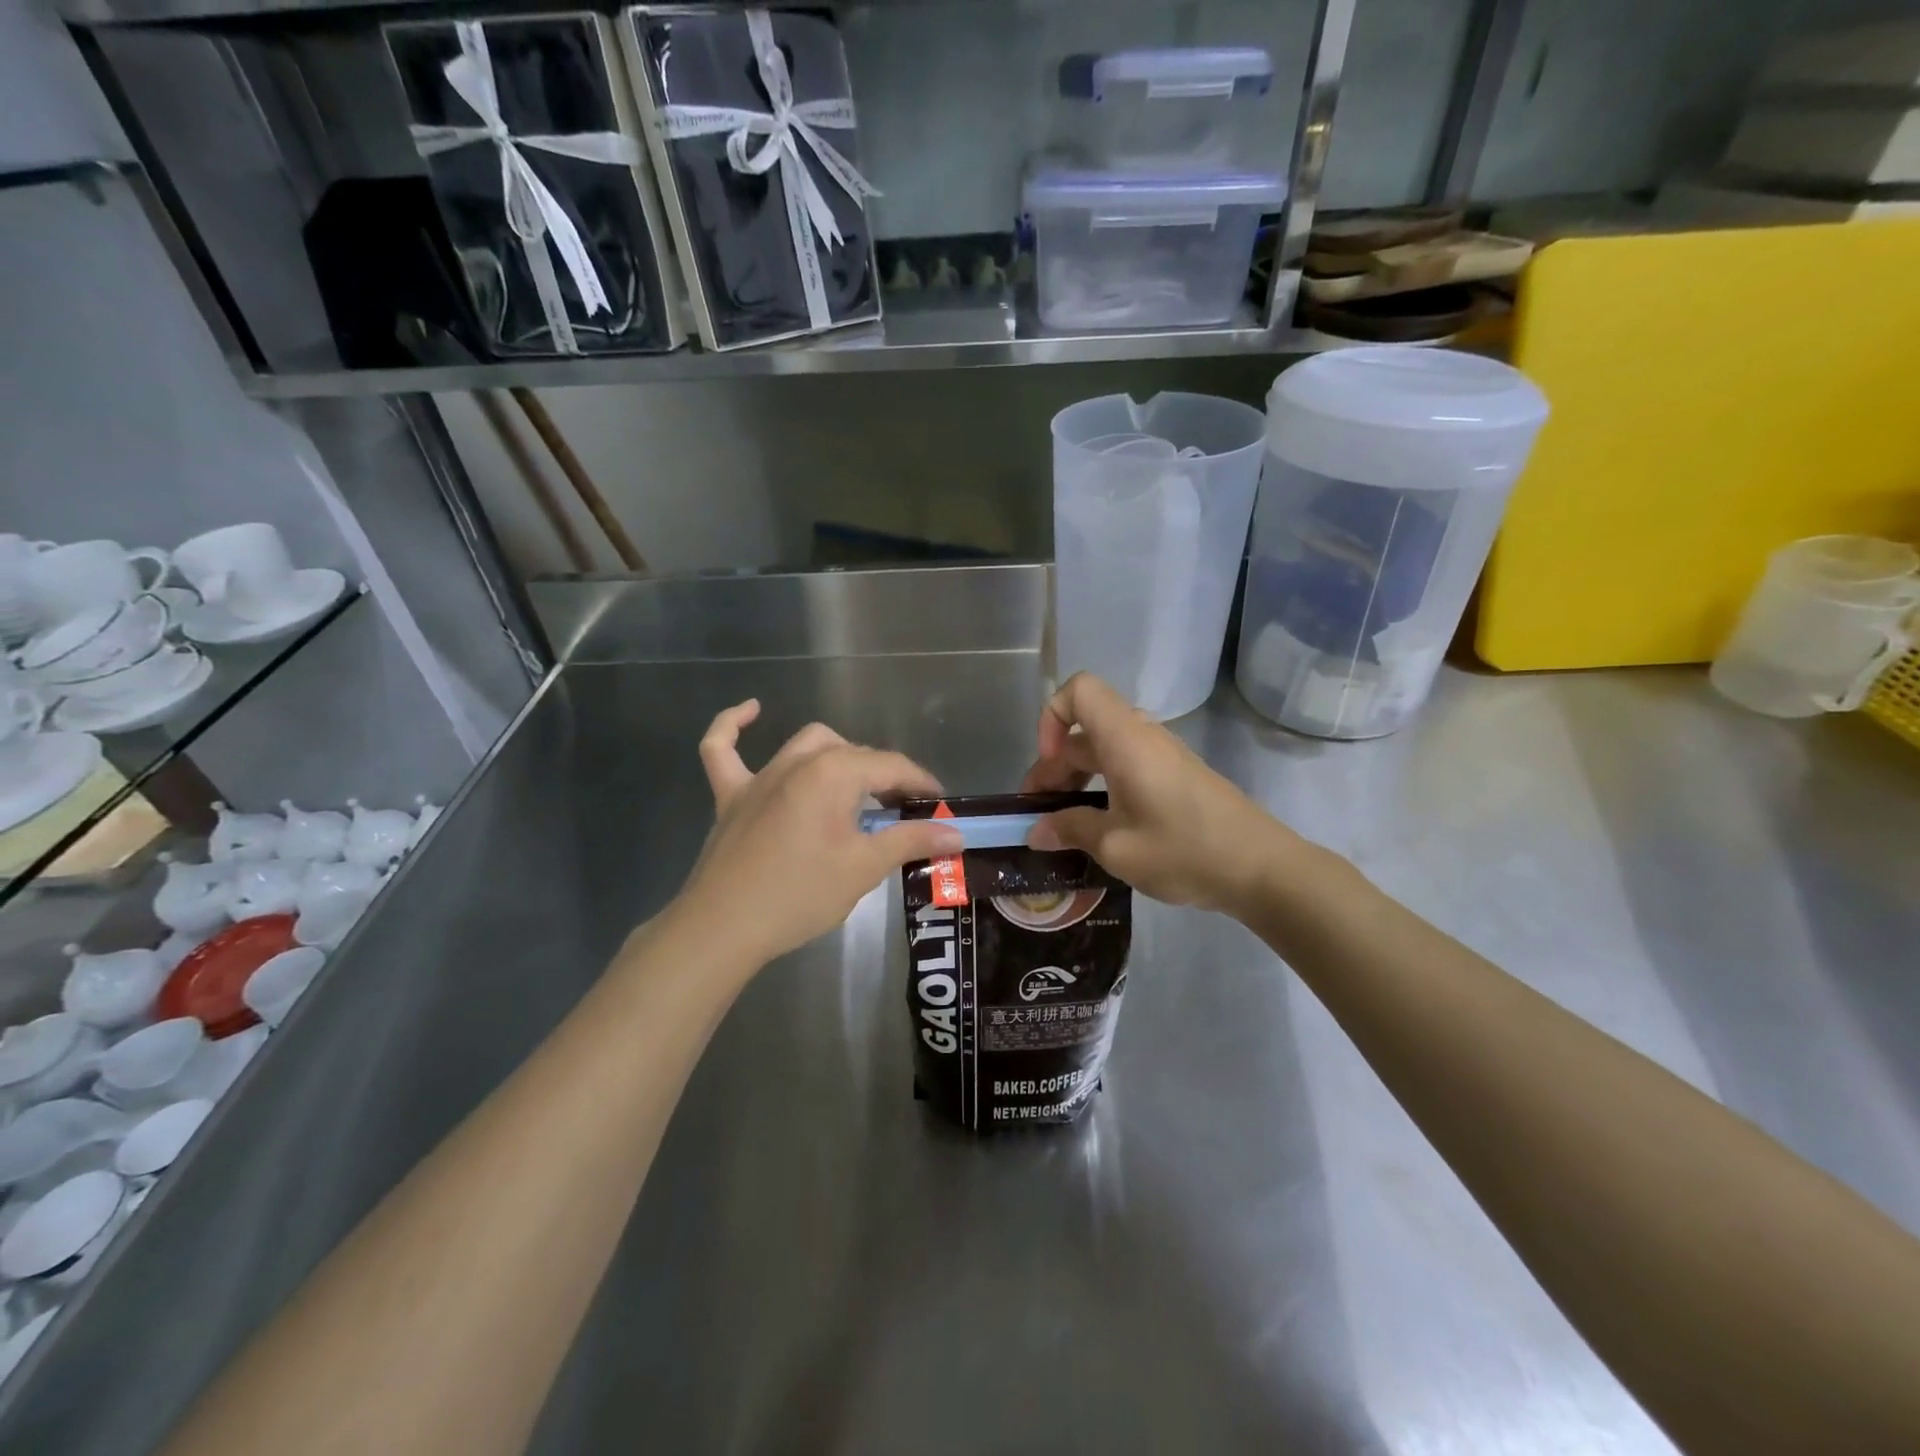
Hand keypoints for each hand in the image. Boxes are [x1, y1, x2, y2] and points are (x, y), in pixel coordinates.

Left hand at [674, 701, 964, 966]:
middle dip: (884, 777)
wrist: (723, 927)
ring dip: (837, 755)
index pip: (891, 767)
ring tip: (856, 786)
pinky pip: (723, 749)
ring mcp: (759, 776)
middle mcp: (798, 762)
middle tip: (902, 814)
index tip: (941, 806)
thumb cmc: (800, 895)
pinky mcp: (730, 795)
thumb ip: (911, 841)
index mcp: (833, 773)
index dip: (921, 784)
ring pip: (807, 745)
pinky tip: (752, 710)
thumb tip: (956, 833)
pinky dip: (735, 727)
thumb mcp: (864, 868)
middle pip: (854, 754)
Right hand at [1021, 673, 1299, 915]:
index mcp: (1125, 739)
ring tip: (1063, 822)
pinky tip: (1100, 826)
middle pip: (1086, 727)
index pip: (1079, 690)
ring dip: (1077, 778)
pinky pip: (1127, 764)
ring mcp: (1163, 755)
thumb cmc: (1183, 850)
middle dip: (1054, 764)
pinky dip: (1103, 786)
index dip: (1051, 717)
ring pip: (1105, 748)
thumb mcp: (1116, 846)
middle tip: (1039, 811)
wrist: (1261, 869)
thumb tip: (1036, 830)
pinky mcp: (1176, 776)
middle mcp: (1143, 736)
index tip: (1048, 764)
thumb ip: (1070, 830)